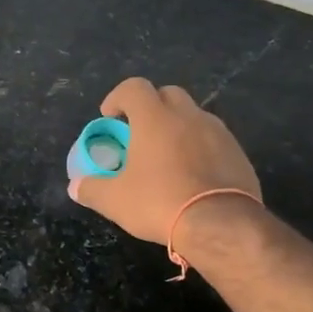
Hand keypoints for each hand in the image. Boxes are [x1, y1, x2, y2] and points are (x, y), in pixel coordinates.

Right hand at [70, 78, 261, 244]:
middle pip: (167, 94)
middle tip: (139, 133)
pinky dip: (199, 147)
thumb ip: (91, 189)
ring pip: (193, 116)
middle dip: (151, 107)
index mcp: (154, 118)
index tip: (110, 117)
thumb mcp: (114, 201)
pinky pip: (213, 139)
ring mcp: (218, 132)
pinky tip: (193, 175)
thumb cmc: (159, 202)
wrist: (221, 223)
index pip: (134, 87)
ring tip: (167, 157)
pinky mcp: (237, 152)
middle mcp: (188, 116)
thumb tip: (75, 187)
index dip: (117, 97)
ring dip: (177, 127)